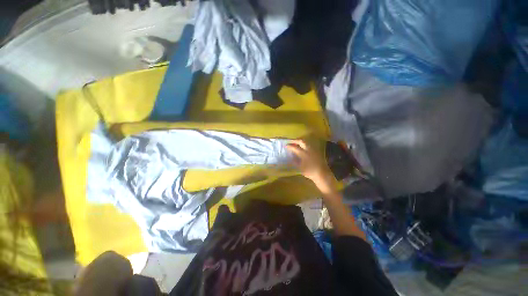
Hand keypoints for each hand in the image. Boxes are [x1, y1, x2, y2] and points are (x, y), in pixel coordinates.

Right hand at [286, 139, 336, 193]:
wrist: (322, 174)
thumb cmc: (309, 172)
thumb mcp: (300, 167)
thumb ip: (294, 161)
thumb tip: (291, 156)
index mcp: (303, 153)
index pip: (294, 147)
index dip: (289, 146)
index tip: (285, 145)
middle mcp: (308, 149)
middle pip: (301, 141)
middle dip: (295, 141)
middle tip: (290, 142)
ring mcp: (313, 150)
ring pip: (306, 142)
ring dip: (300, 142)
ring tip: (295, 144)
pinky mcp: (317, 151)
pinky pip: (309, 145)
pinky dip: (304, 145)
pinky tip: (302, 148)